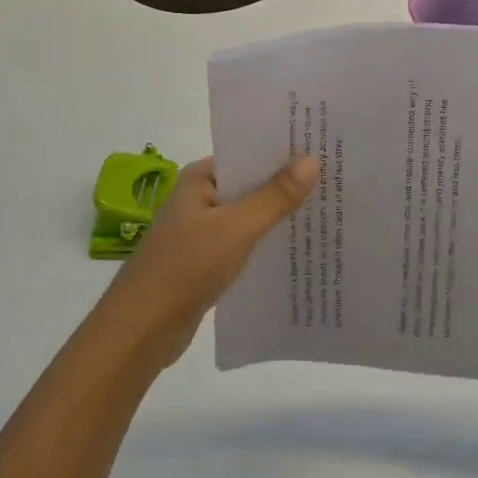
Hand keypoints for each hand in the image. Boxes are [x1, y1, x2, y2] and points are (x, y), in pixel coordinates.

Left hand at [100, 153, 319, 371]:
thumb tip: (311, 161)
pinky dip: (268, 241)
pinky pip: (246, 241)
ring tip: (328, 208)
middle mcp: (202, 198)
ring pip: (251, 215)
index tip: (324, 147)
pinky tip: (300, 246)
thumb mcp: (236, 229)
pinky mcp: (208, 260)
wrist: (141, 330)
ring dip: (281, 214)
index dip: (284, 150)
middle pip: (253, 183)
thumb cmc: (185, 268)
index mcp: (201, 178)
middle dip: (289, 183)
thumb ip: (274, 197)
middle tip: (336, 177)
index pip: (249, 153)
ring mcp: (204, 230)